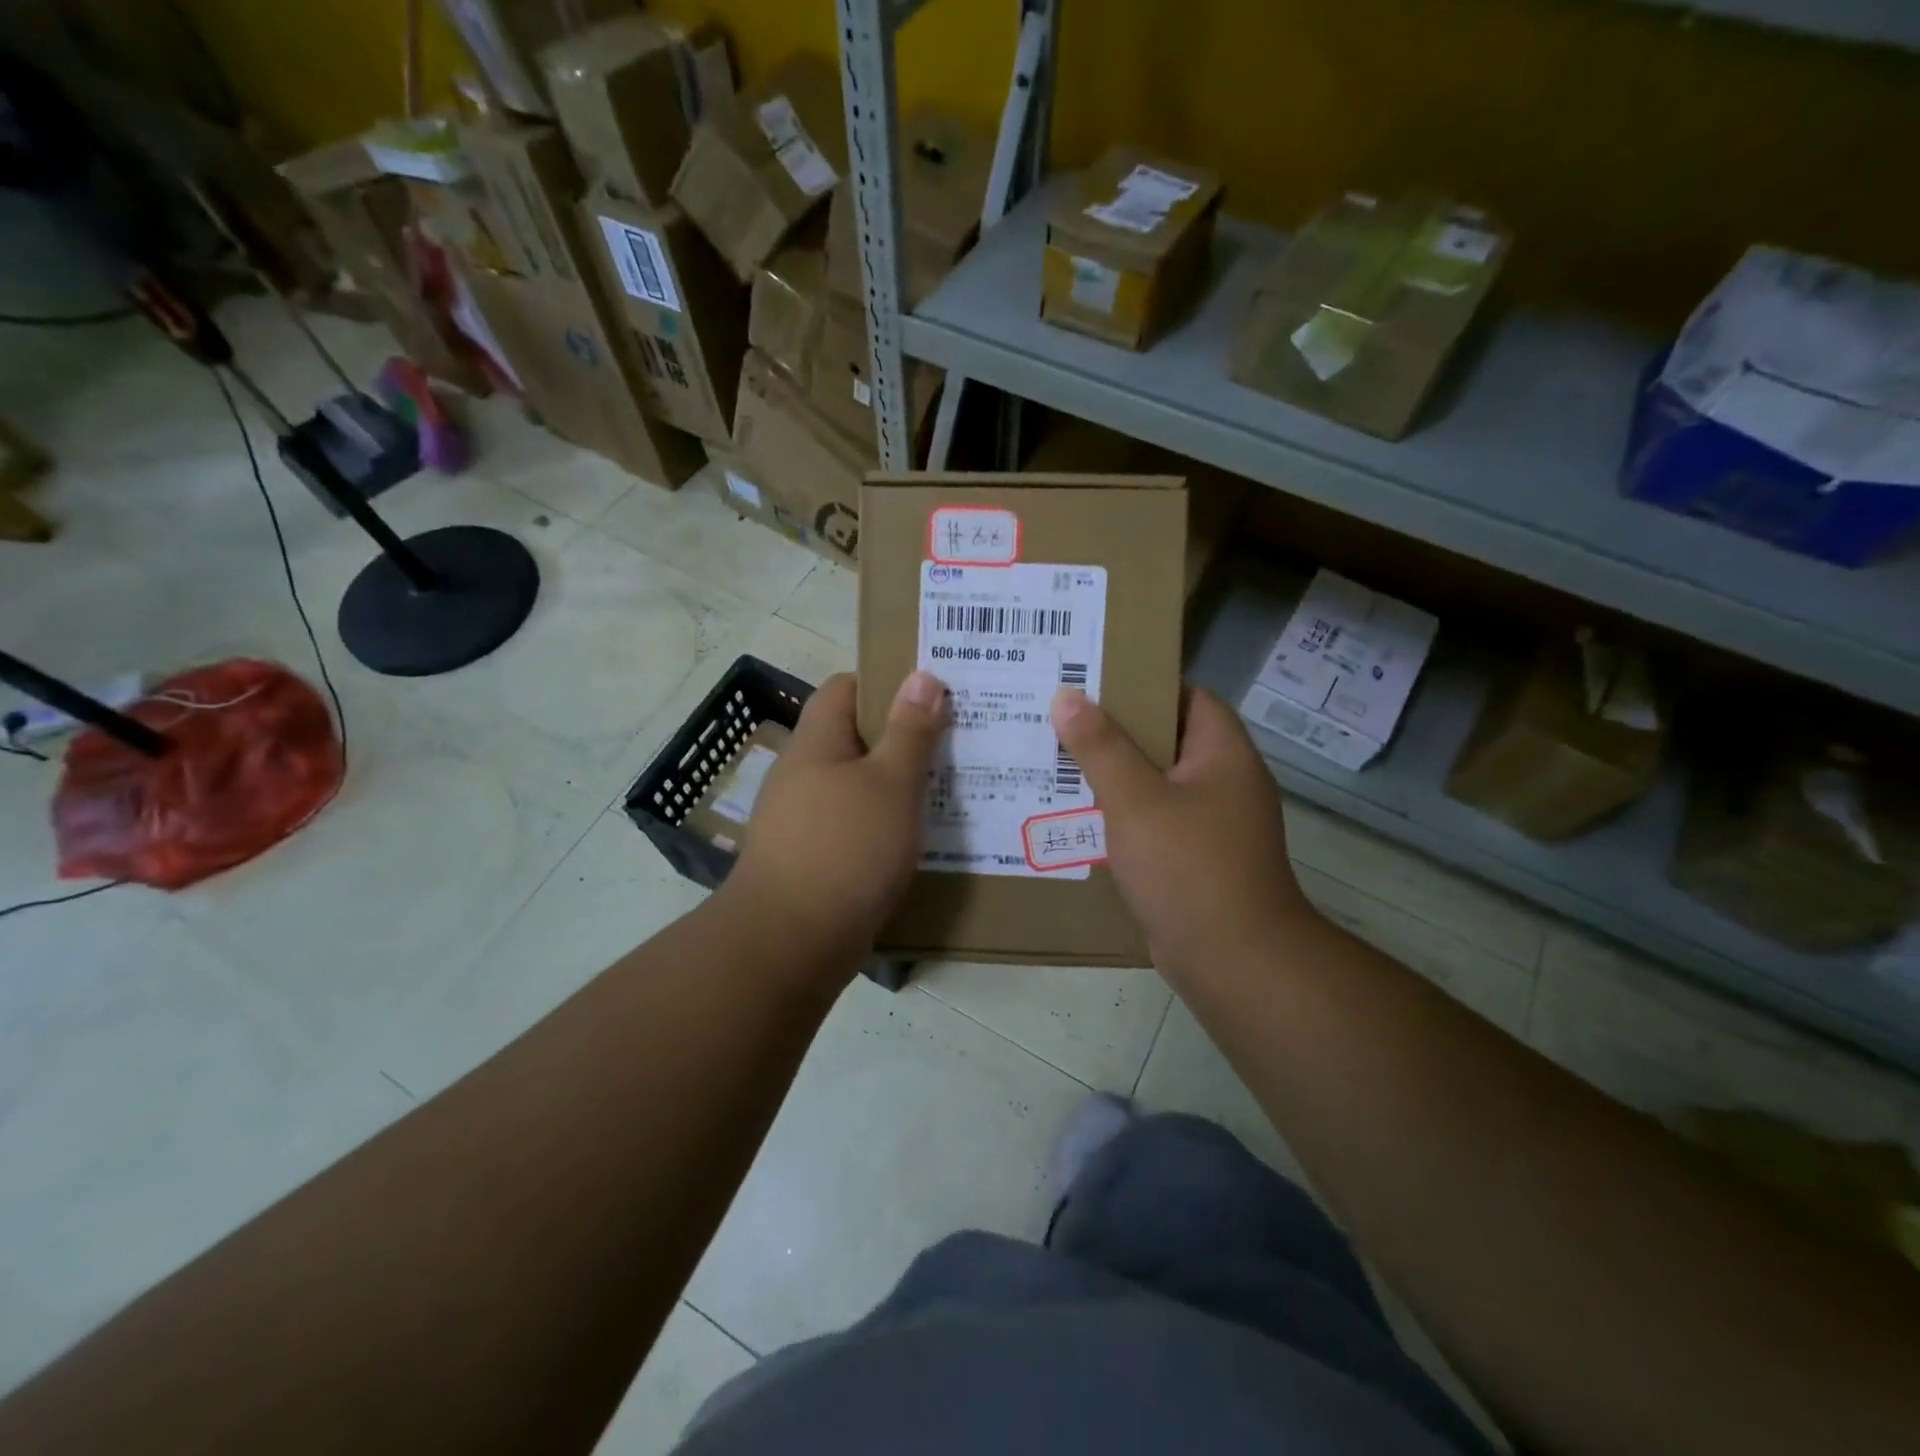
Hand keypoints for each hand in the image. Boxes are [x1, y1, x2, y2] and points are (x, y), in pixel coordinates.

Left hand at [724, 671, 945, 971]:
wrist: (790, 943)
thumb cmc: (845, 849)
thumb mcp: (890, 784)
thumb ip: (909, 731)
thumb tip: (922, 676)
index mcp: (816, 743)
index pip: (845, 688)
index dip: (886, 682)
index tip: (932, 693)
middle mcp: (803, 774)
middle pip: (855, 737)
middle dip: (903, 736)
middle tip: (955, 740)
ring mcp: (803, 819)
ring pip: (858, 785)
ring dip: (897, 784)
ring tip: (950, 787)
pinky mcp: (813, 858)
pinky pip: (855, 825)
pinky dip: (885, 824)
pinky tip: (918, 837)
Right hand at [1051, 686, 1312, 981]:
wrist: (1233, 962)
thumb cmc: (1188, 867)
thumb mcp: (1135, 800)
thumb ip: (1100, 747)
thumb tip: (1067, 697)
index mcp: (1223, 754)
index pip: (1188, 696)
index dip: (1144, 683)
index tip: (1094, 680)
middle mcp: (1223, 783)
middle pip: (1167, 740)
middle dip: (1115, 731)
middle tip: (1061, 720)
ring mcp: (1212, 825)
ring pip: (1156, 785)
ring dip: (1114, 776)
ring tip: (1058, 762)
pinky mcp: (1195, 861)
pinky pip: (1154, 823)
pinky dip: (1122, 816)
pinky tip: (1079, 817)